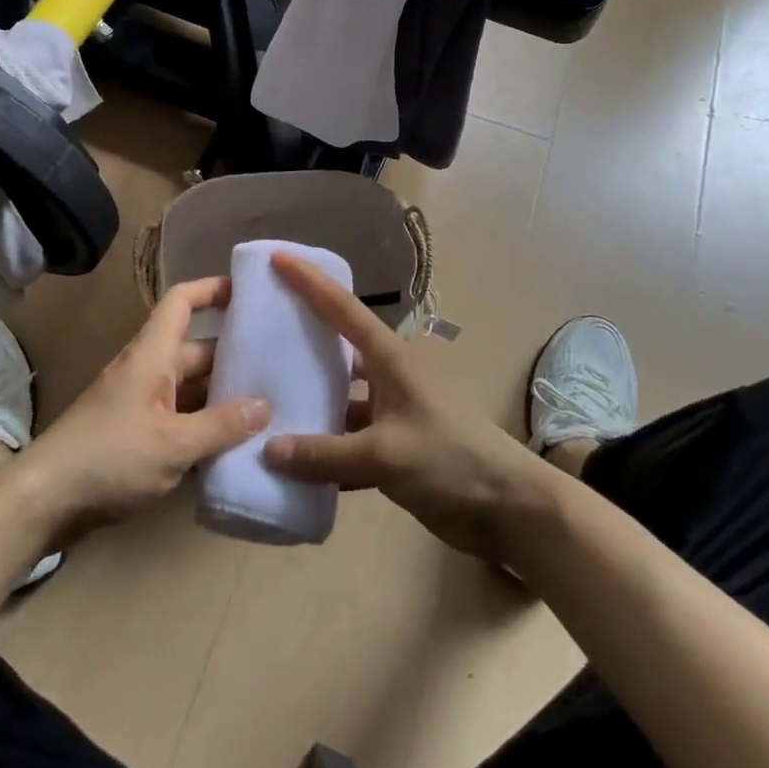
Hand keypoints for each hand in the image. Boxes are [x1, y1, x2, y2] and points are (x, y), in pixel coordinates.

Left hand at [15, 278, 270, 541]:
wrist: (44, 501)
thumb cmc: (109, 458)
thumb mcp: (173, 444)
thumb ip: (221, 425)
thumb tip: (264, 405)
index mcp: (152, 355)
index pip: (182, 301)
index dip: (212, 288)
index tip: (248, 291)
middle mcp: (147, 371)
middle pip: (196, 350)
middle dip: (234, 357)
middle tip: (280, 367)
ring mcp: (139, 404)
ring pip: (190, 390)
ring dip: (222, 398)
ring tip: (269, 409)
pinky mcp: (135, 435)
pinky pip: (179, 420)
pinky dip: (203, 428)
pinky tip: (234, 448)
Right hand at [262, 254, 548, 560]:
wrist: (510, 509)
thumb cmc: (451, 460)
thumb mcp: (386, 454)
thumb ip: (325, 453)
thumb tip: (268, 449)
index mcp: (389, 358)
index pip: (342, 307)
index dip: (309, 281)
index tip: (277, 258)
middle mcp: (387, 376)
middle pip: (338, 347)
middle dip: (302, 335)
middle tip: (258, 327)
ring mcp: (392, 412)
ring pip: (340, 396)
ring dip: (310, 399)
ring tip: (263, 396)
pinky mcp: (394, 448)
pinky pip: (347, 440)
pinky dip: (323, 447)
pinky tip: (291, 459)